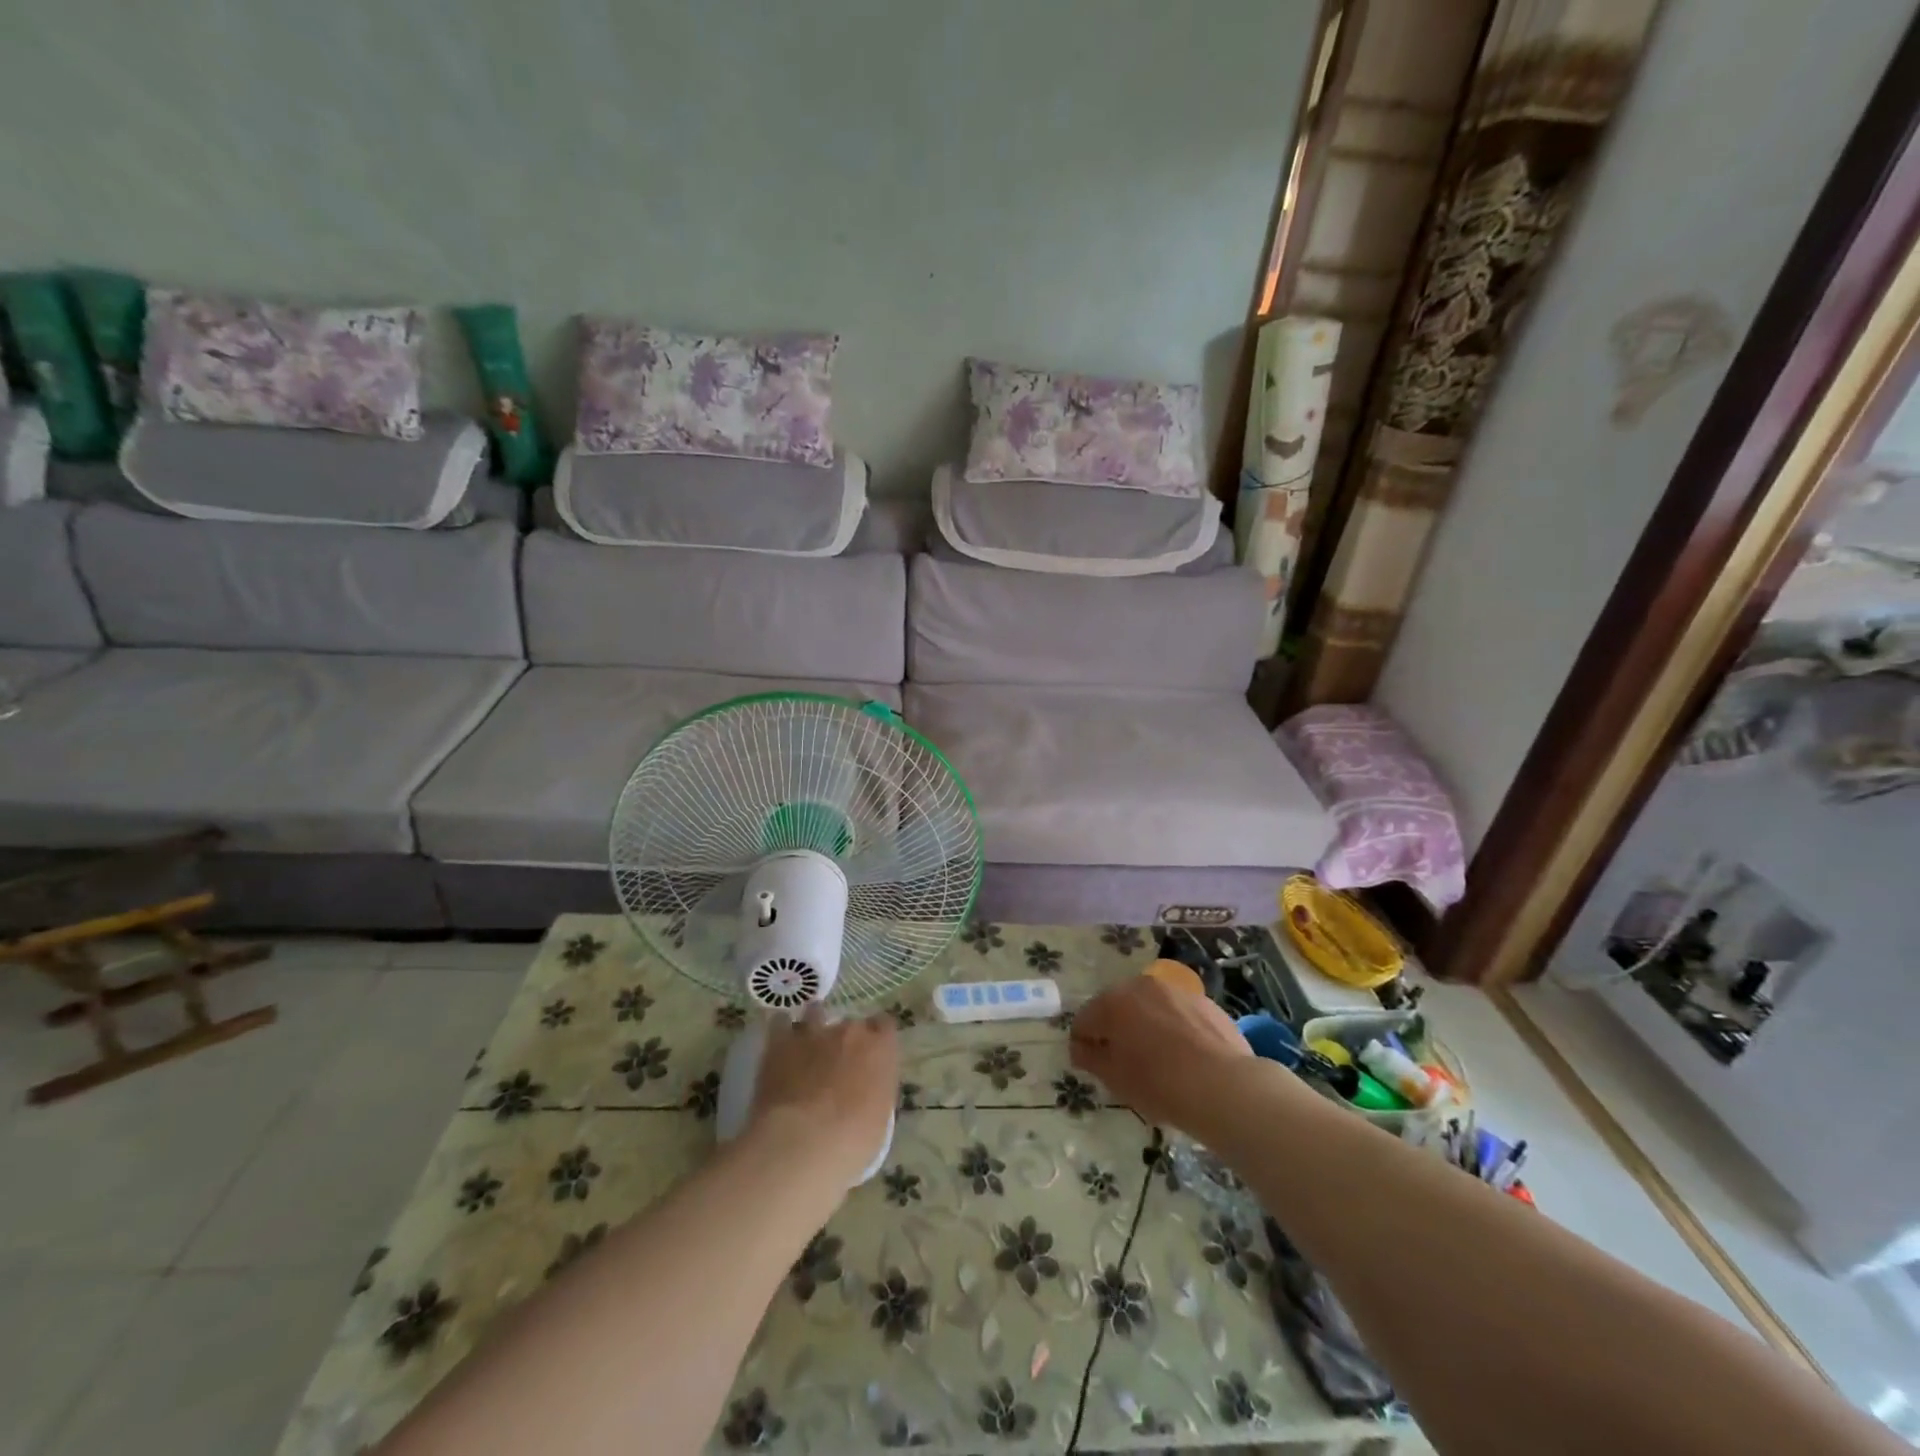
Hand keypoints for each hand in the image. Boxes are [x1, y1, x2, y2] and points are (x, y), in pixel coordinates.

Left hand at [749, 1007, 898, 1184]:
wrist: (801, 1144)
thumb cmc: (851, 1141)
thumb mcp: (880, 1119)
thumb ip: (876, 1089)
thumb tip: (867, 1085)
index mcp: (880, 1048)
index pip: (885, 1027)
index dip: (876, 1041)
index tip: (871, 1058)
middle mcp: (849, 1030)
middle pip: (850, 1024)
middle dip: (845, 1040)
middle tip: (838, 1065)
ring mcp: (813, 1032)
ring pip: (815, 1014)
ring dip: (814, 1027)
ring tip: (807, 1045)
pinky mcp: (779, 1042)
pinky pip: (780, 1023)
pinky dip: (781, 1031)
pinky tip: (780, 1044)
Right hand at [1070, 975, 1254, 1132]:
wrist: (1225, 1087)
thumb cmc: (1159, 1084)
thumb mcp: (1115, 1078)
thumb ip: (1090, 1058)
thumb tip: (1080, 1047)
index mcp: (1113, 1002)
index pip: (1084, 1020)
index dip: (1084, 1044)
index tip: (1092, 1066)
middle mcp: (1141, 986)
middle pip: (1117, 1007)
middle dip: (1115, 1029)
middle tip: (1124, 1062)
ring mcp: (1175, 990)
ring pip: (1149, 1006)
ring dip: (1146, 1025)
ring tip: (1158, 1058)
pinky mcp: (1205, 1002)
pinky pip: (1178, 1013)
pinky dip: (1174, 1028)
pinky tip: (1185, 1056)